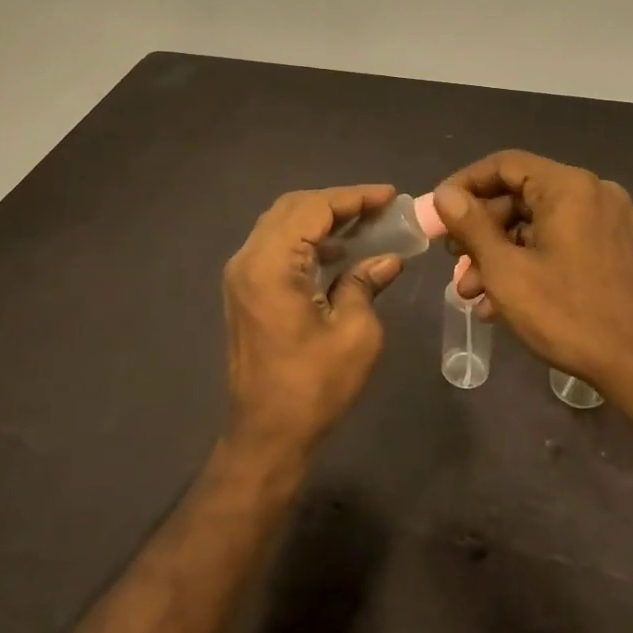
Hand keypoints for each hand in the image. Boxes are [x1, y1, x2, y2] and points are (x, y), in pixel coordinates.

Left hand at [221, 184, 402, 463]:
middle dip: (337, 202)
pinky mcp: (245, 290)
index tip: (390, 196)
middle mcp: (248, 260)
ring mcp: (241, 275)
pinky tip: (337, 252)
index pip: (314, 208)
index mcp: (271, 265)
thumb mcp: (355, 333)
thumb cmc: (313, 387)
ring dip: (321, 218)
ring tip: (364, 224)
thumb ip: (366, 283)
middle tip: (378, 208)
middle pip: (293, 208)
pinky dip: (306, 239)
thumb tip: (388, 259)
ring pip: (282, 224)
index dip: (354, 197)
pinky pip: (276, 246)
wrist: (266, 436)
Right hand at [434, 151, 632, 402]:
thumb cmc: (569, 315)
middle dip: (481, 230)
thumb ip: (471, 226)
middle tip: (452, 261)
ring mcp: (607, 220)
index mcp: (568, 186)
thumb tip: (444, 194)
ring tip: (471, 292)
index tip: (438, 213)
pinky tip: (502, 299)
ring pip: (537, 222)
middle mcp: (592, 192)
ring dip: (500, 252)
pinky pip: (559, 240)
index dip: (465, 185)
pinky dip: (529, 260)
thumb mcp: (506, 271)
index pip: (505, 165)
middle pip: (520, 195)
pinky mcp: (614, 247)